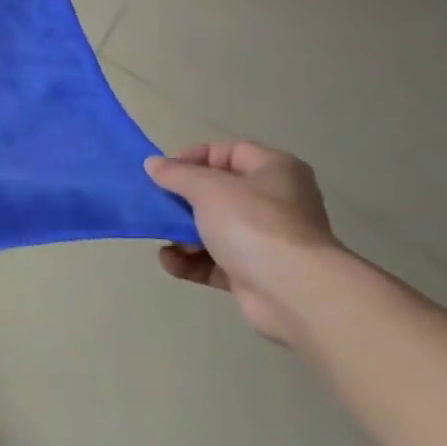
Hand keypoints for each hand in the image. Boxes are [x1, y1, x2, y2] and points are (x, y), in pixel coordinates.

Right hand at [145, 144, 341, 344]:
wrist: (293, 292)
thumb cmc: (253, 224)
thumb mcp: (208, 188)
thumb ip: (177, 174)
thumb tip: (153, 164)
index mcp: (275, 171)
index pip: (229, 152)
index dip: (194, 158)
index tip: (164, 172)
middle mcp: (274, 202)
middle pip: (218, 193)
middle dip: (182, 201)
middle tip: (156, 206)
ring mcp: (265, 240)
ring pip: (213, 229)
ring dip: (182, 234)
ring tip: (164, 239)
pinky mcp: (253, 273)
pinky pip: (214, 261)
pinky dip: (191, 261)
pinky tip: (171, 262)